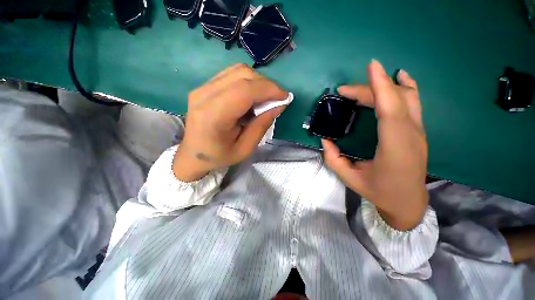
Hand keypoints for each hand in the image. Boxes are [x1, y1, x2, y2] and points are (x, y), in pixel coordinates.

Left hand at [173, 63, 288, 181]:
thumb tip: (278, 105)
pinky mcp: (204, 86)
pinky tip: (252, 95)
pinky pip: (231, 74)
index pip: (245, 90)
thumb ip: (261, 126)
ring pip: (238, 70)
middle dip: (266, 84)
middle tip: (277, 99)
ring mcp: (202, 87)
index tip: (285, 97)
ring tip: (265, 98)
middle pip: (242, 75)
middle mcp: (204, 95)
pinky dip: (248, 81)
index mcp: (213, 116)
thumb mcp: (245, 149)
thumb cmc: (219, 156)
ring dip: (258, 81)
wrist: (193, 154)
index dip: (269, 89)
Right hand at [322, 59, 427, 229]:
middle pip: (394, 100)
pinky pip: (414, 103)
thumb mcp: (350, 178)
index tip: (371, 66)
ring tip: (366, 82)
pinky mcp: (418, 131)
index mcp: (395, 148)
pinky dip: (406, 87)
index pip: (391, 110)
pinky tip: (400, 77)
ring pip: (407, 98)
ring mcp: (418, 131)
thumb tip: (325, 139)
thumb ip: (334, 159)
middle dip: (369, 89)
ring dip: (385, 86)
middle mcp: (411, 135)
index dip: (381, 86)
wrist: (408, 201)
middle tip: (344, 91)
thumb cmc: (379, 191)